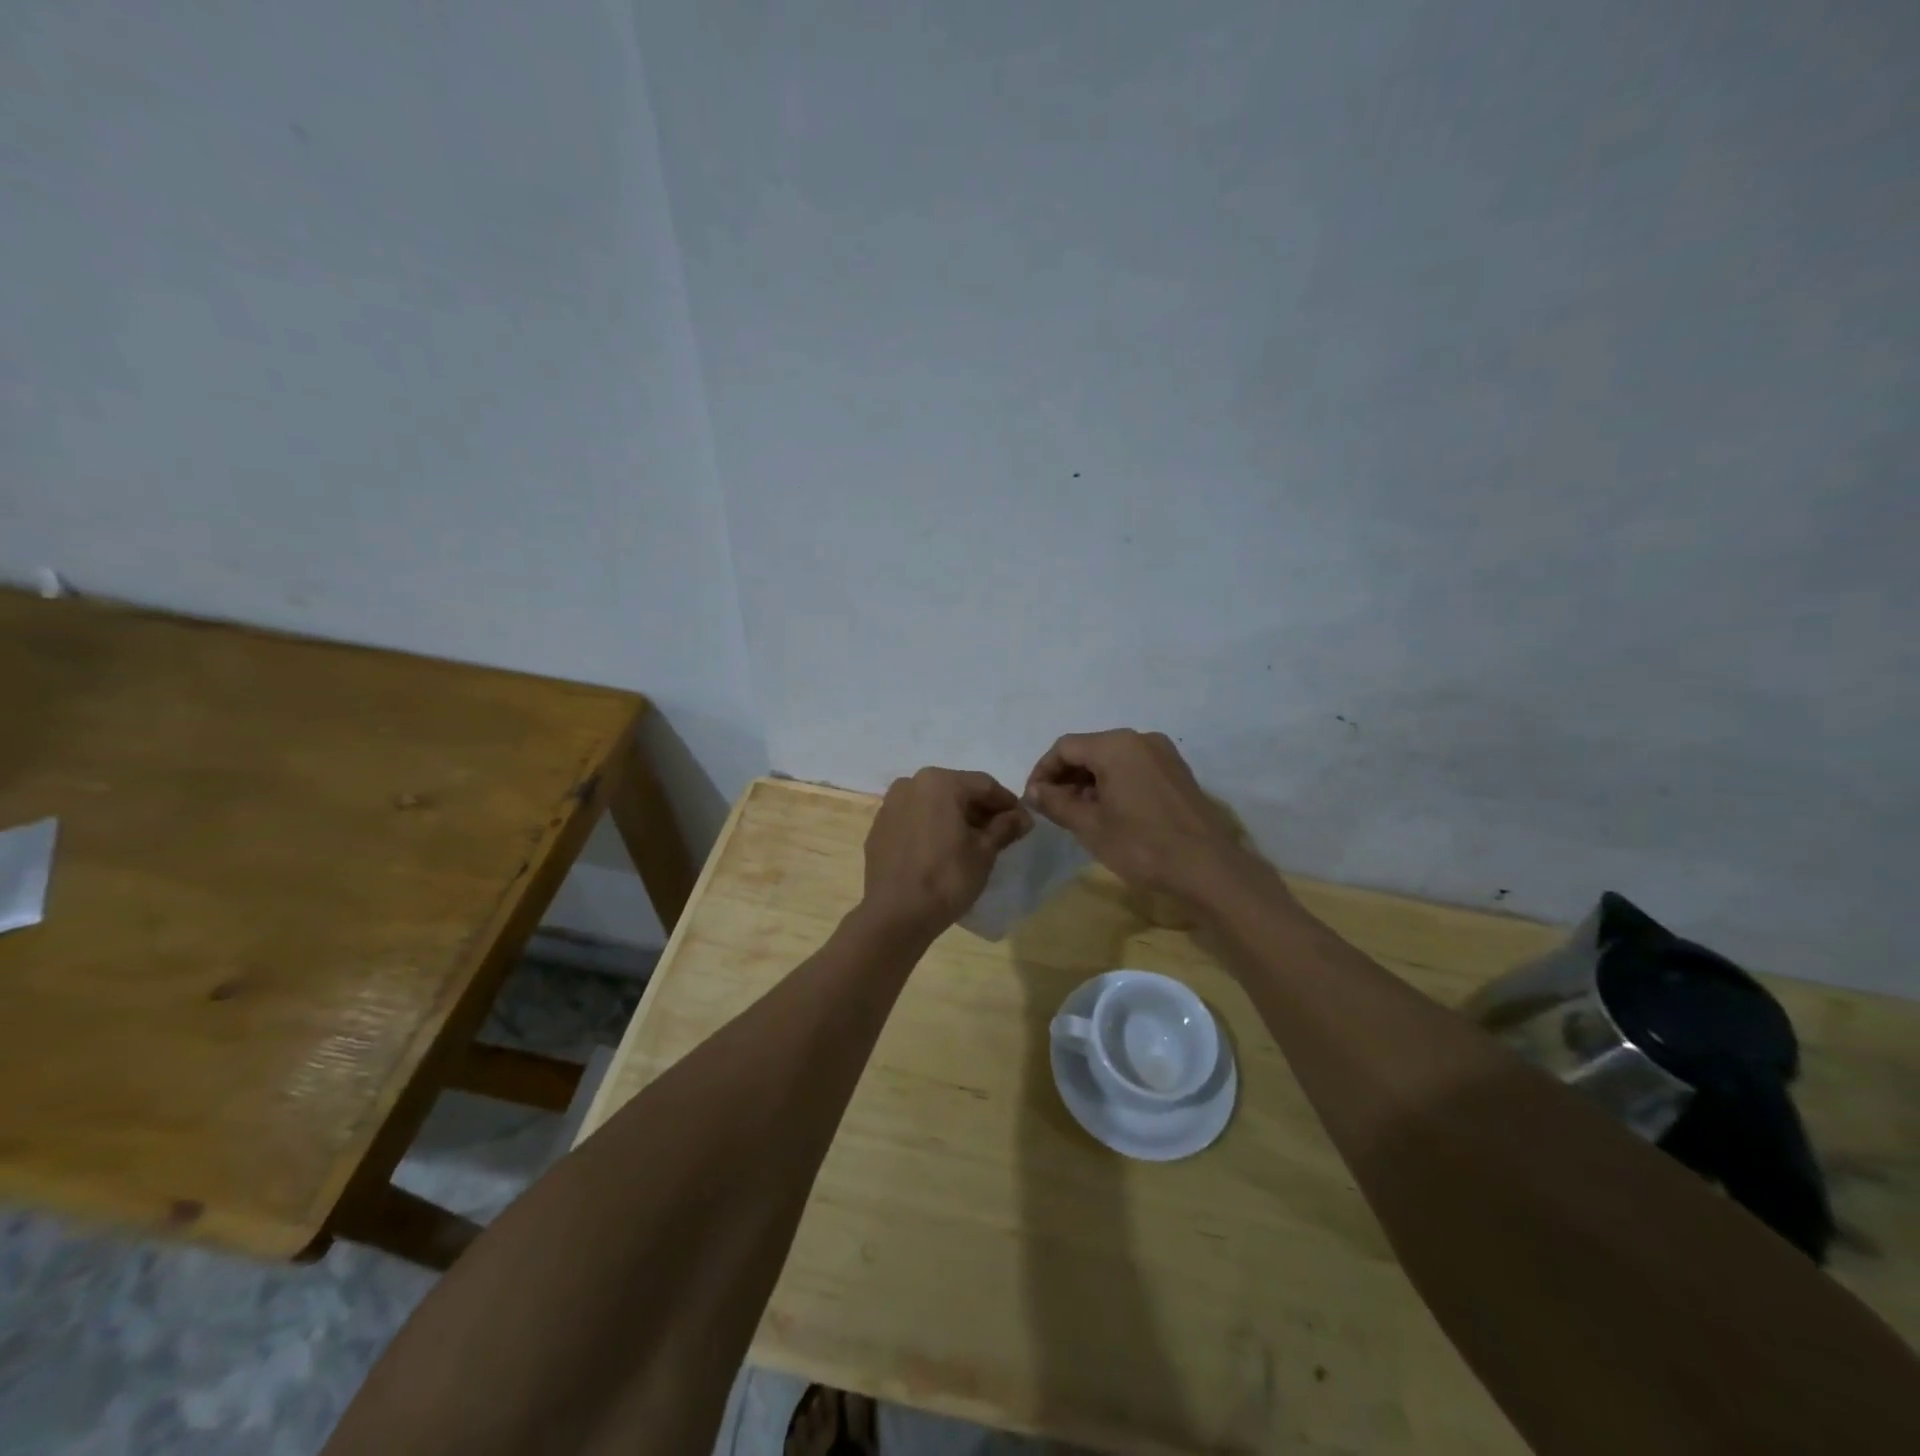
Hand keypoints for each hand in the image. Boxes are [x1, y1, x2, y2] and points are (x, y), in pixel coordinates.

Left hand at [860, 768, 1030, 936]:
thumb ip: (1005, 827)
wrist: (895, 914)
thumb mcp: (984, 852)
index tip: (1023, 821)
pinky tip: (943, 850)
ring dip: (955, 817)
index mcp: (939, 782)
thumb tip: (1023, 817)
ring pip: (933, 804)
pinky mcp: (879, 828)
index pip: (984, 785)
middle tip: (1000, 832)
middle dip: (980, 809)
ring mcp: (890, 805)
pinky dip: (932, 827)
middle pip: (957, 790)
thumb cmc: (946, 878)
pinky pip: (914, 819)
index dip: (1007, 803)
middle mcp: (911, 784)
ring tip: (973, 842)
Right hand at [1025, 730, 1248, 901]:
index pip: (1064, 747)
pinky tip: (1110, 813)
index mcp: (1115, 745)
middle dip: (1066, 777)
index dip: (1043, 771)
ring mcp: (1163, 754)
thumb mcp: (1089, 826)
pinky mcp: (1177, 772)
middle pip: (1089, 749)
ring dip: (1090, 782)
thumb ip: (1056, 802)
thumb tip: (1033, 790)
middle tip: (1053, 810)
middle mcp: (1140, 739)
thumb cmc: (1141, 845)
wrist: (1208, 868)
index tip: (1033, 800)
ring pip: (1112, 759)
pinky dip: (1115, 783)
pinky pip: (1134, 768)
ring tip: (1079, 815)